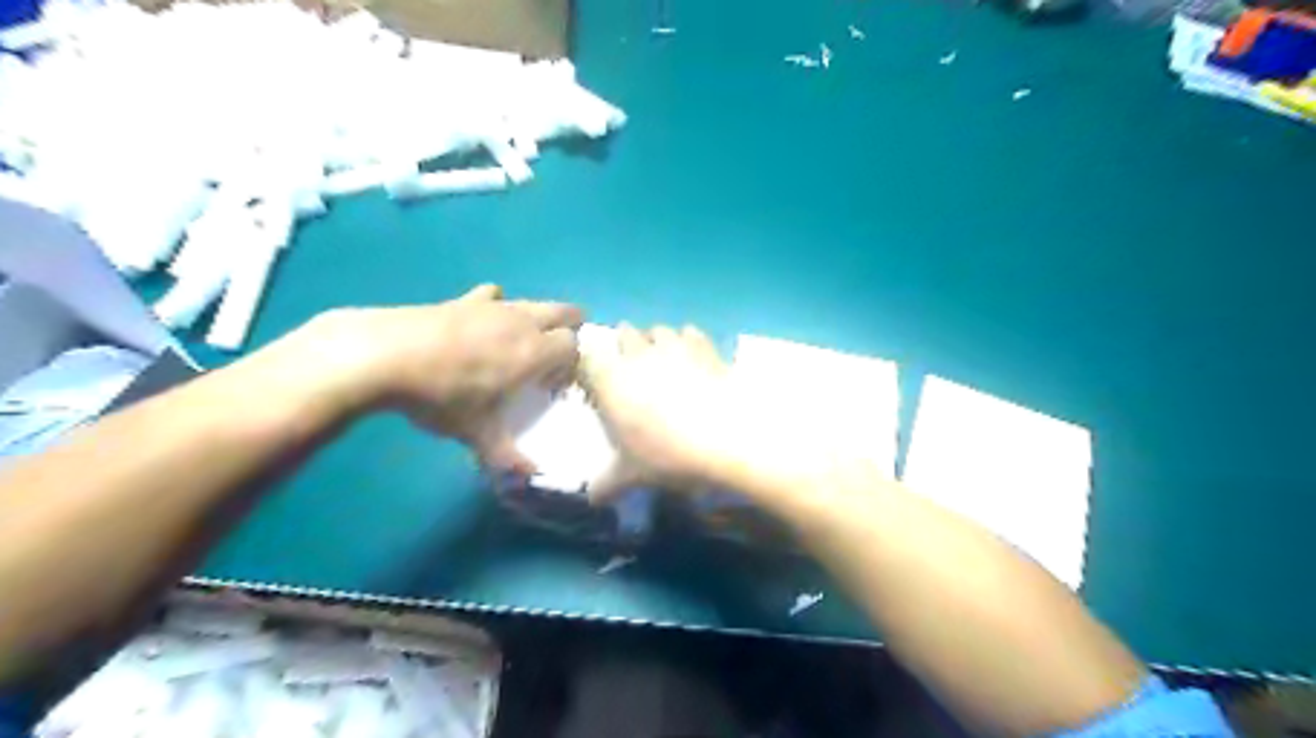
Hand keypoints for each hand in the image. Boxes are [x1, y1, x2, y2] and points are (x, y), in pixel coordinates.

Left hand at [303, 285, 585, 468]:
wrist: (383, 355)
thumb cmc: (442, 396)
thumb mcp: (476, 433)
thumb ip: (506, 456)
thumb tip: (530, 477)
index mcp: (534, 351)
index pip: (573, 345)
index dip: (572, 363)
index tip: (555, 384)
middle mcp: (521, 322)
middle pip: (564, 311)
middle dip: (569, 329)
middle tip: (554, 356)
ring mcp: (493, 306)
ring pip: (531, 303)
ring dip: (537, 319)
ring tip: (518, 346)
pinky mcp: (463, 299)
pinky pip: (493, 295)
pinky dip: (497, 307)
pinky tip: (482, 324)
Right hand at [578, 327, 748, 499]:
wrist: (726, 436)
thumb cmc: (667, 454)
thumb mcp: (631, 476)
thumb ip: (606, 484)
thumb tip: (591, 498)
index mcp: (610, 380)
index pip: (586, 359)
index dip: (589, 368)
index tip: (595, 384)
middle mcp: (637, 354)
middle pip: (623, 334)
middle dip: (623, 346)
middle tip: (630, 371)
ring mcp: (673, 345)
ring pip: (657, 330)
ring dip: (655, 340)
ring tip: (662, 360)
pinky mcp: (705, 346)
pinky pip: (690, 332)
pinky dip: (688, 340)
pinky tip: (693, 357)